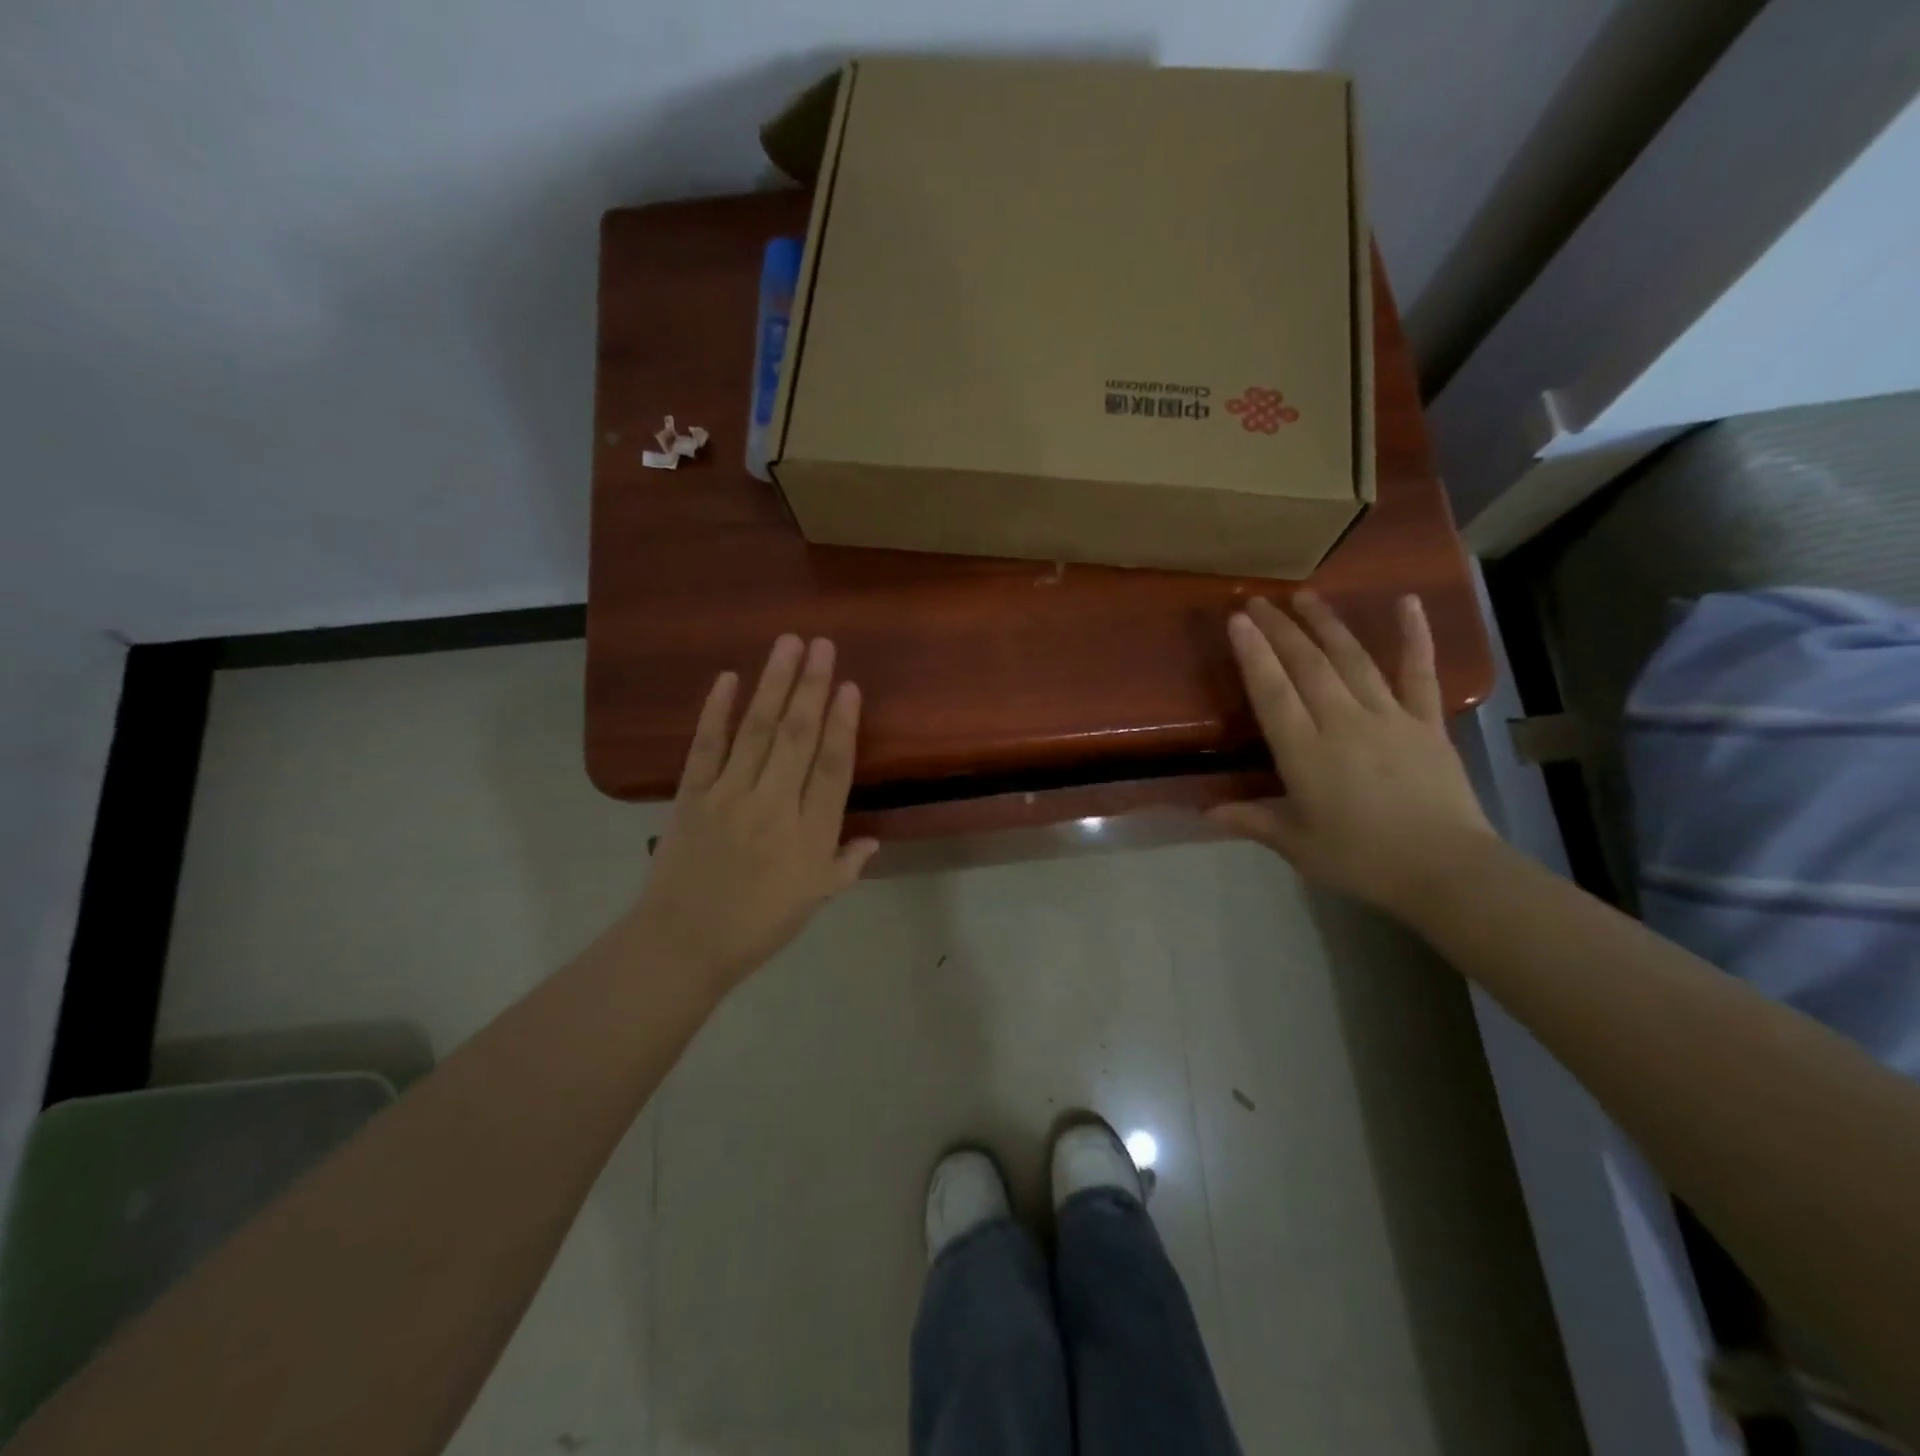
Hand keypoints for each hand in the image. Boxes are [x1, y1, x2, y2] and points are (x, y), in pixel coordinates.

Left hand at [628, 635, 878, 990]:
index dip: (842, 725)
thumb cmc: (758, 926)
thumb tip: (872, 839)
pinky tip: (728, 678)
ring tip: (787, 644)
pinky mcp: (691, 796)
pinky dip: (716, 711)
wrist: (683, 944)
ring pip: (756, 731)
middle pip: (796, 737)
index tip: (849, 686)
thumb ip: (845, 865)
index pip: (832, 768)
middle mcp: (773, 806)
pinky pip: (706, 747)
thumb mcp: (814, 900)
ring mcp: (729, 797)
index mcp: (810, 835)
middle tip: (822, 645)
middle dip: (811, 687)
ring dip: (773, 684)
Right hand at [1209, 591, 1495, 918]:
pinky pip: (1418, 672)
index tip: (1238, 620)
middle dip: (1280, 629)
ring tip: (1305, 595)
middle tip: (1259, 599)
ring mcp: (1388, 717)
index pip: (1272, 692)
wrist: (1445, 870)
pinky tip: (1407, 602)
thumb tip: (1203, 811)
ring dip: (1326, 624)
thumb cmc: (1362, 859)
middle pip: (1307, 666)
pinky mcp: (1427, 722)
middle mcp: (1343, 723)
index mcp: (1305, 753)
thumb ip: (1251, 819)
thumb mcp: (1297, 844)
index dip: (1254, 654)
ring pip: (1352, 659)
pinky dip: (1414, 635)